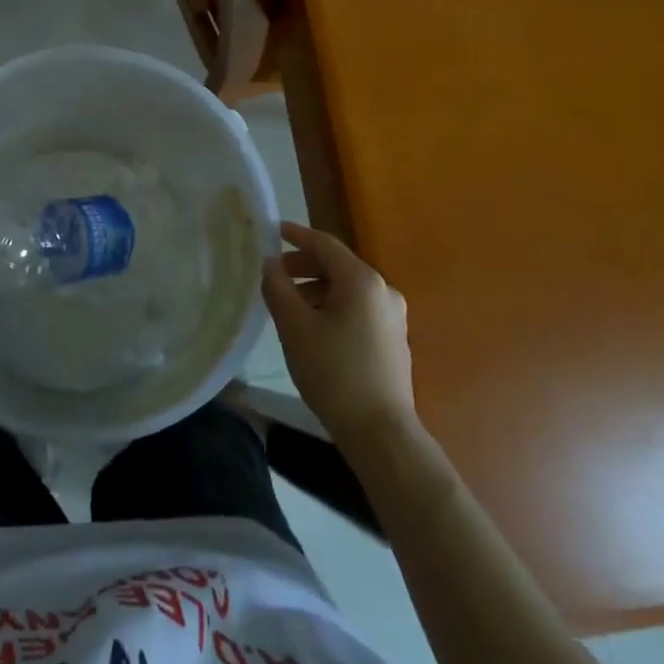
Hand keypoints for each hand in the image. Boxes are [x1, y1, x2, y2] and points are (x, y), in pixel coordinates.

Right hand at [262, 221, 416, 446]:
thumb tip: (270, 264)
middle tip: (275, 274)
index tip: (273, 231)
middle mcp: (383, 290)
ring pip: (348, 289)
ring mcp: (393, 316)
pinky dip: (333, 305)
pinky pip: (358, 308)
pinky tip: (314, 326)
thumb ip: (278, 288)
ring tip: (289, 304)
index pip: (324, 244)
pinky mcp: (394, 339)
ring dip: (317, 288)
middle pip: (338, 265)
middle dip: (304, 265)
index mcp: (362, 280)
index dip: (296, 235)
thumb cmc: (333, 372)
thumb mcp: (295, 327)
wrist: (380, 432)